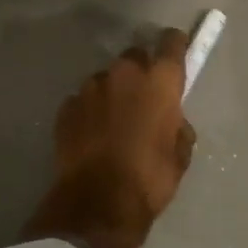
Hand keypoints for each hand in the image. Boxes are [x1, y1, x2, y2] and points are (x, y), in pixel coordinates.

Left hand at [23, 28, 196, 247]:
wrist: (97, 205)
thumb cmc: (149, 178)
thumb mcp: (180, 156)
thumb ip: (177, 127)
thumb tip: (172, 122)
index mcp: (159, 81)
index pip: (171, 43)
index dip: (174, 46)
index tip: (176, 54)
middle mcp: (124, 73)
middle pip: (135, 57)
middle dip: (140, 72)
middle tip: (143, 98)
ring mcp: (91, 87)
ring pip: (106, 78)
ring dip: (112, 92)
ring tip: (113, 122)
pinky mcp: (67, 106)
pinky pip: (84, 100)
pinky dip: (90, 111)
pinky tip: (92, 135)